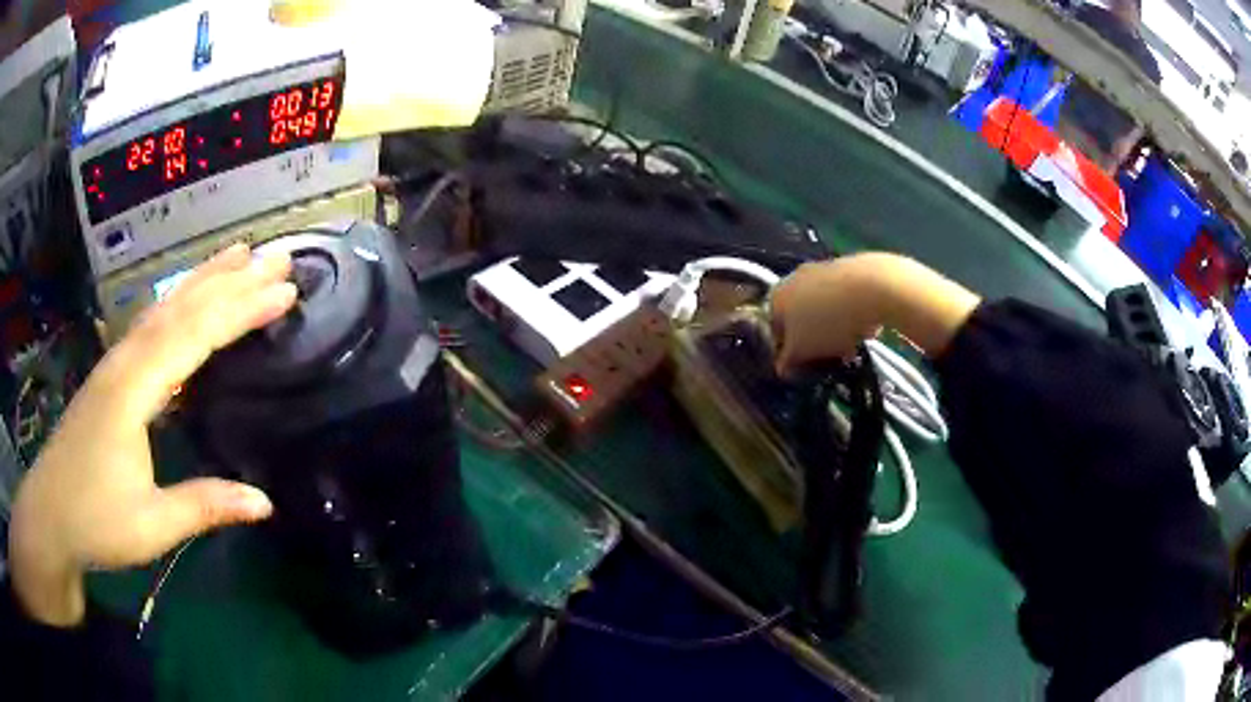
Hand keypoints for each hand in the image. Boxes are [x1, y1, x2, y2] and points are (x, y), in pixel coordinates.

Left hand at [8, 244, 297, 626]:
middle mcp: (124, 361)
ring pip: (164, 307)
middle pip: (180, 307)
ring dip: (204, 278)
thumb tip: (265, 502)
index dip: (241, 310)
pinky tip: (188, 300)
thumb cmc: (95, 520)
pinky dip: (178, 301)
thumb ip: (204, 505)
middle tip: (278, 255)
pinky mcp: (111, 375)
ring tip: (240, 254)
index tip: (286, 291)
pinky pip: (151, 324)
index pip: (194, 335)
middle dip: (231, 278)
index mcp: (133, 389)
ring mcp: (115, 364)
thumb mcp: (151, 525)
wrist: (50, 515)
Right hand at [769, 258, 884, 371]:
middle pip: (801, 318)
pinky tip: (866, 329)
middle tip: (829, 359)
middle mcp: (794, 278)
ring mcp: (823, 270)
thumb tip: (781, 368)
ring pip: (825, 310)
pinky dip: (852, 315)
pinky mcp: (849, 269)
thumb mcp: (802, 350)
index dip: (788, 352)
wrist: (873, 287)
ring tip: (852, 349)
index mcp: (776, 296)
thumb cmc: (828, 322)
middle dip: (815, 341)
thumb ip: (787, 360)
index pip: (775, 330)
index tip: (802, 367)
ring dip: (835, 331)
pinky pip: (845, 299)